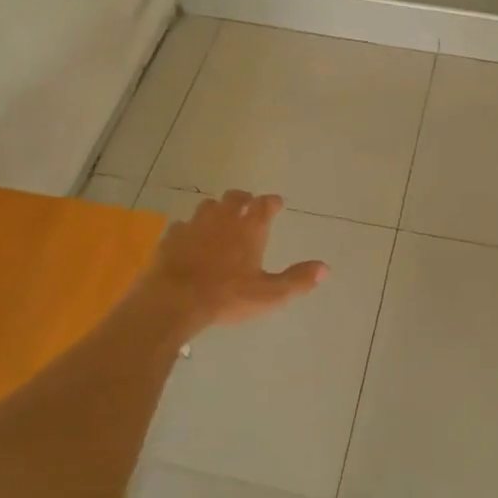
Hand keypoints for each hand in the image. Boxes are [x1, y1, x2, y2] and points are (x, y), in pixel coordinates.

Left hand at [144, 191, 327, 338]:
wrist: (175, 299)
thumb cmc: (227, 296)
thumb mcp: (270, 294)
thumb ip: (297, 280)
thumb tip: (325, 268)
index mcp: (249, 229)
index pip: (264, 205)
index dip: (272, 202)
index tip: (277, 202)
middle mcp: (223, 219)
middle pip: (234, 197)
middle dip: (244, 199)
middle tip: (248, 204)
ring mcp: (194, 225)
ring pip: (208, 206)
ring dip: (217, 209)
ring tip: (220, 217)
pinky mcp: (172, 237)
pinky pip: (184, 225)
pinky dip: (191, 228)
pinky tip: (191, 238)